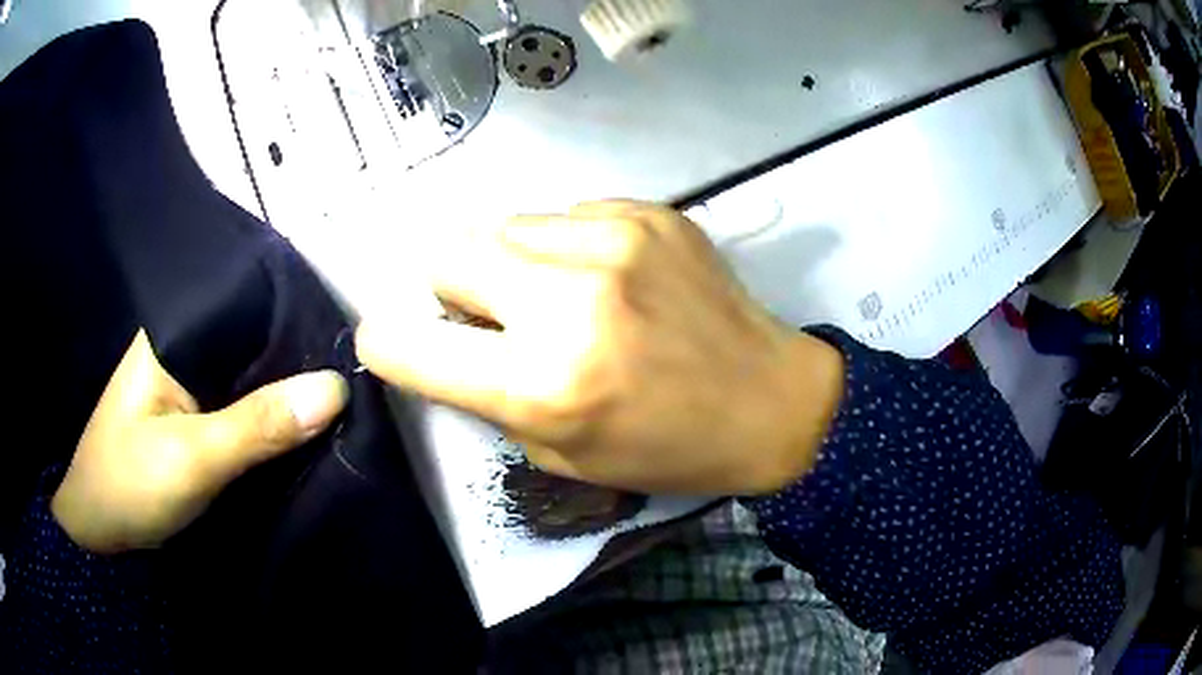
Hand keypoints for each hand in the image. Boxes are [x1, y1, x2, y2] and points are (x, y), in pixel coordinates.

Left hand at [53, 330, 348, 553]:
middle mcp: (185, 345)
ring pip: (249, 374)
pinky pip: (242, 404)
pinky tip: (301, 423)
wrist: (98, 529)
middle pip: (253, 340)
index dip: (299, 319)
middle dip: (297, 359)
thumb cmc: (130, 484)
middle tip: (354, 377)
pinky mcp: (194, 413)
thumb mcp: (192, 458)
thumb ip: (258, 425)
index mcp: (176, 332)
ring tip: (340, 397)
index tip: (349, 343)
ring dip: (285, 391)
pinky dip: (269, 416)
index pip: (249, 303)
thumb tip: (337, 388)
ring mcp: (188, 381)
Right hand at [356, 201, 843, 495]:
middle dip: (452, 287)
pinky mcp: (649, 212)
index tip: (396, 342)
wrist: (771, 402)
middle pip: (446, 252)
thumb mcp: (561, 453)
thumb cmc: (666, 448)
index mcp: (544, 383)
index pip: (411, 345)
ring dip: (513, 263)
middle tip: (493, 314)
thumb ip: (491, 393)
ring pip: (505, 225)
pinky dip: (568, 245)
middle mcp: (570, 299)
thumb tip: (447, 335)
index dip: (390, 343)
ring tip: (563, 294)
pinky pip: (566, 214)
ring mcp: (615, 241)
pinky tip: (612, 276)